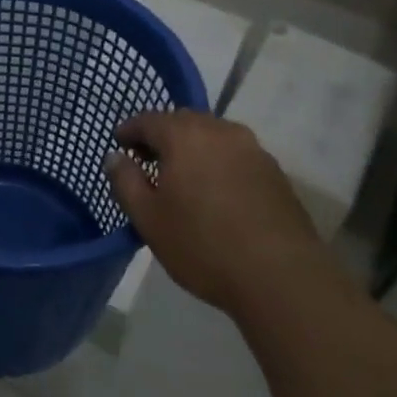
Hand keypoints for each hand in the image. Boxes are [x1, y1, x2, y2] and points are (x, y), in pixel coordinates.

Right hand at [106, 110, 323, 316]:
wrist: (281, 276)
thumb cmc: (203, 245)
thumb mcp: (149, 219)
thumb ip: (125, 181)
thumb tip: (115, 157)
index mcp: (184, 135)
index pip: (148, 120)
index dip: (129, 130)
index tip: (119, 144)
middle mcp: (219, 130)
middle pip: (182, 121)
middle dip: (162, 136)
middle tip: (148, 160)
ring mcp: (252, 148)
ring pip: (212, 136)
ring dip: (193, 148)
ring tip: (183, 178)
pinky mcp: (274, 171)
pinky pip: (235, 155)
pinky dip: (218, 163)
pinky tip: (216, 192)